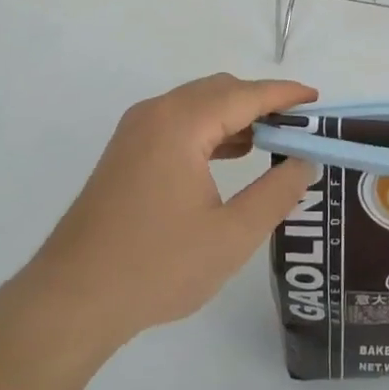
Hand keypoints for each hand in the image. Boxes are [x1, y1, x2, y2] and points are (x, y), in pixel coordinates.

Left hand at [3, 74, 318, 352]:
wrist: (71, 299)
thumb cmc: (156, 267)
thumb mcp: (230, 237)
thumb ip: (275, 194)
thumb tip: (303, 161)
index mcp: (181, 123)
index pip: (245, 95)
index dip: (284, 95)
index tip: (317, 100)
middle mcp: (156, 113)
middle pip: (220, 90)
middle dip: (261, 102)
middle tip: (298, 127)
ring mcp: (136, 130)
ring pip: (197, 104)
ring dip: (235, 115)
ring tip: (272, 141)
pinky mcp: (126, 150)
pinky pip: (178, 121)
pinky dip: (209, 129)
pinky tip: (230, 155)